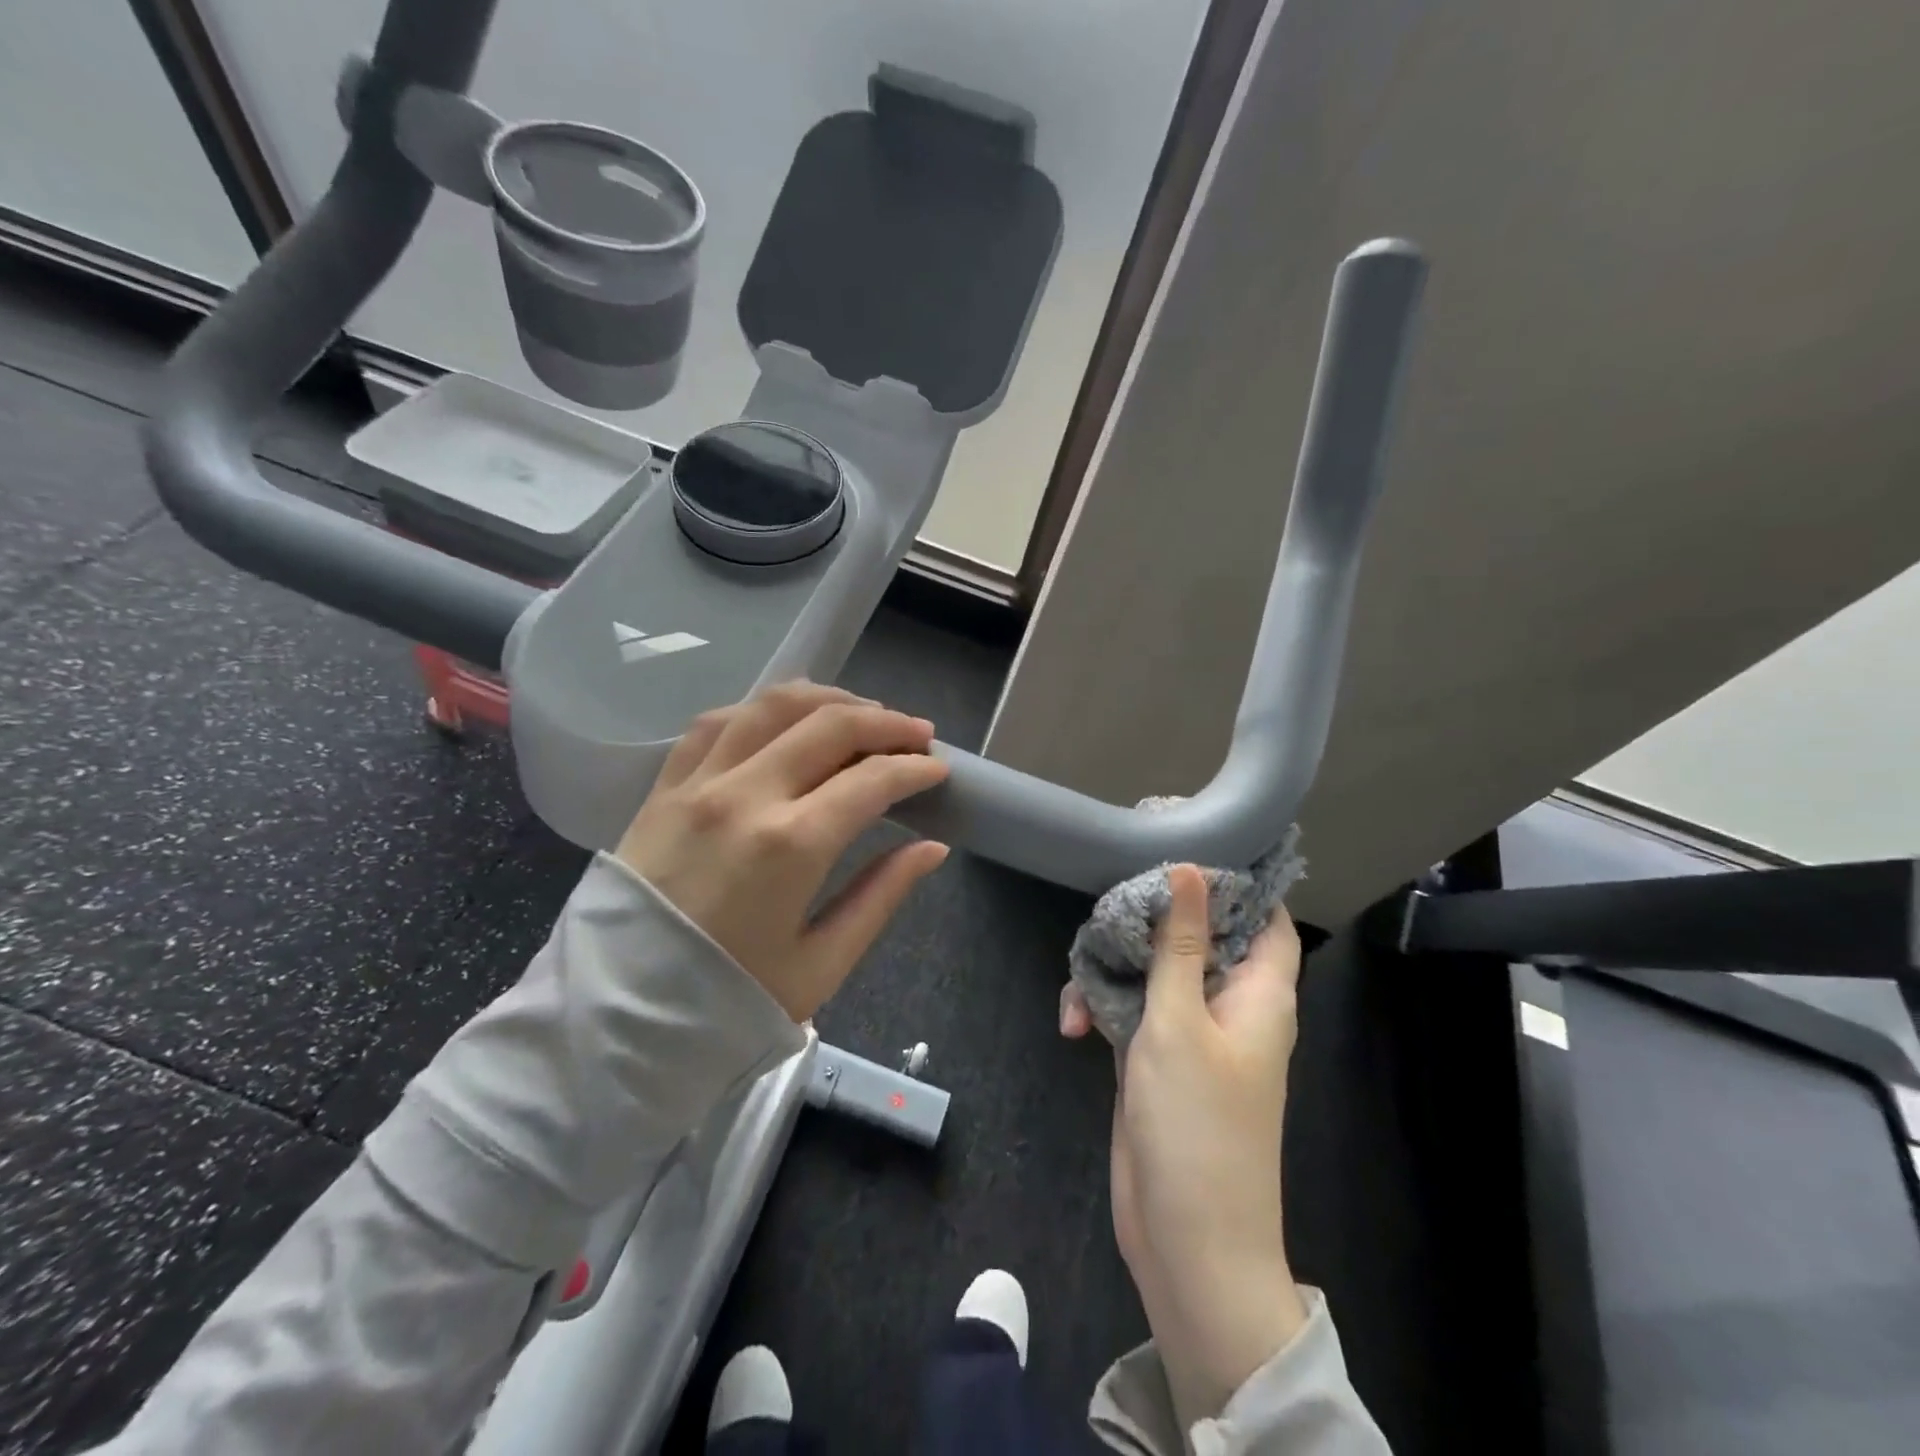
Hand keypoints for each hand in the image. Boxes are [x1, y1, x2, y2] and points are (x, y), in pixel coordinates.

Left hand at [617, 681, 950, 1021]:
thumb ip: (881, 896)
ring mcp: (698, 782)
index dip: (915, 767)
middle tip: (916, 733)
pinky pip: (718, 721)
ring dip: (829, 700)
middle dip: (886, 722)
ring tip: (861, 713)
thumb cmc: (728, 1000)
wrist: (615, 1016)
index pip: (872, 779)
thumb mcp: (821, 964)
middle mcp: (746, 795)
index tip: (938, 769)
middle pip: (830, 724)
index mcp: (791, 845)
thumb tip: (932, 848)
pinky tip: (786, 721)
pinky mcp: (665, 785)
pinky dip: (762, 709)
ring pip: (773, 705)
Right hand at [1062, 865, 1309, 1427]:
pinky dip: (1100, 1008)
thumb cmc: (1197, 1124)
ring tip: (1079, 977)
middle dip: (1152, 919)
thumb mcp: (1180, 1022)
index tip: (1183, 846)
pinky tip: (1070, 1024)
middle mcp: (1230, 1006)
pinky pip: (1130, 1010)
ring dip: (1113, 968)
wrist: (1186, 1240)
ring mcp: (1190, 1032)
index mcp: (1260, 994)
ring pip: (1154, 971)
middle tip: (1109, 898)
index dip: (1235, 882)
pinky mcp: (1154, 1057)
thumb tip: (1190, 869)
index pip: (1265, 918)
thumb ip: (1180, 945)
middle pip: (1197, 936)